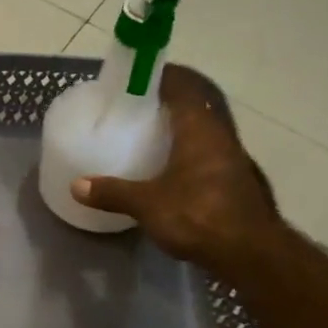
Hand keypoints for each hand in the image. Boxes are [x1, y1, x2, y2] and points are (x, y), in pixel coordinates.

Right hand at [70, 65, 281, 267]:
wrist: (250, 252)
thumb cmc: (198, 216)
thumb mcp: (147, 204)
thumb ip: (112, 192)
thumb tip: (77, 186)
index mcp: (200, 128)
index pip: (183, 84)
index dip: (162, 75)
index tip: (138, 76)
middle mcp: (221, 134)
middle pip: (198, 103)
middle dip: (172, 98)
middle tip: (141, 104)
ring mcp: (233, 157)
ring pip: (206, 128)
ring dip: (184, 125)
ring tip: (153, 133)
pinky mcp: (236, 179)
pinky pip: (210, 151)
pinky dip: (191, 149)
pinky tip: (174, 167)